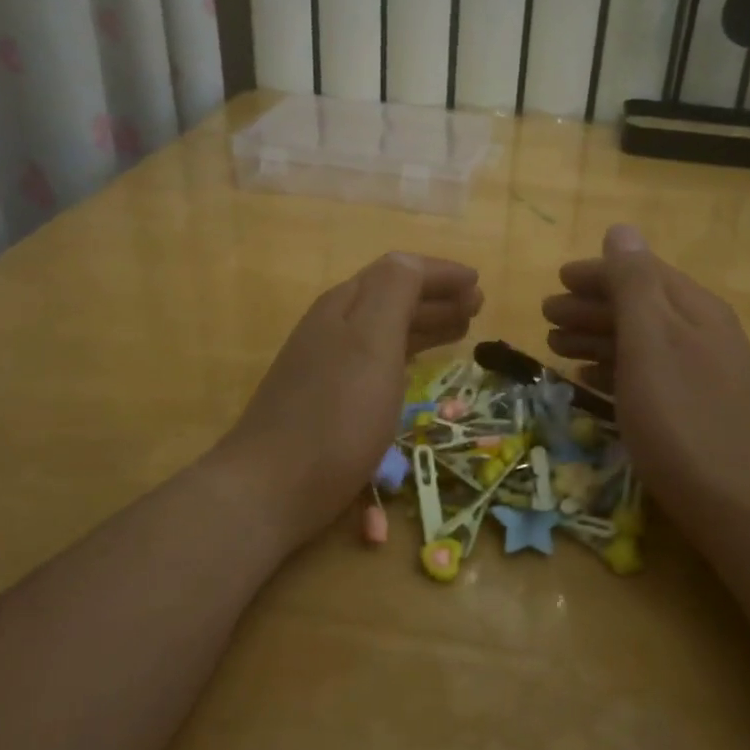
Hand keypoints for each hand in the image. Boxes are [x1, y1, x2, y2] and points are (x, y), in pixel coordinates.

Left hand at [217, 253, 481, 551]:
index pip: (399, 271)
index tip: (478, 281)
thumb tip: (413, 262)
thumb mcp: (372, 342)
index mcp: (346, 305)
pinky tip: (418, 367)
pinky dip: (407, 352)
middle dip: (437, 296)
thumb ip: (394, 292)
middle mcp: (333, 326)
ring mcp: (327, 363)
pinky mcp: (327, 398)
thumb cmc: (336, 414)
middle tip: (477, 307)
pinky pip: (377, 359)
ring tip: (462, 330)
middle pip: (392, 297)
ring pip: (385, 328)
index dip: (440, 273)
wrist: (272, 486)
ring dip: (425, 323)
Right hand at [542, 225, 749, 535]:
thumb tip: (621, 230)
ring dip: (596, 338)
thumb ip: (633, 284)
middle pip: (639, 306)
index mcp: (694, 310)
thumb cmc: (682, 418)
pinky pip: (646, 375)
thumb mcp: (651, 342)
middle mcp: (702, 333)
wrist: (738, 505)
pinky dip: (614, 370)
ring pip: (640, 342)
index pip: (642, 272)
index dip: (597, 272)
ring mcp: (701, 373)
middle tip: (546, 316)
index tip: (556, 280)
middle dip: (590, 306)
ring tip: (556, 347)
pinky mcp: (694, 409)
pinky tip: (589, 381)